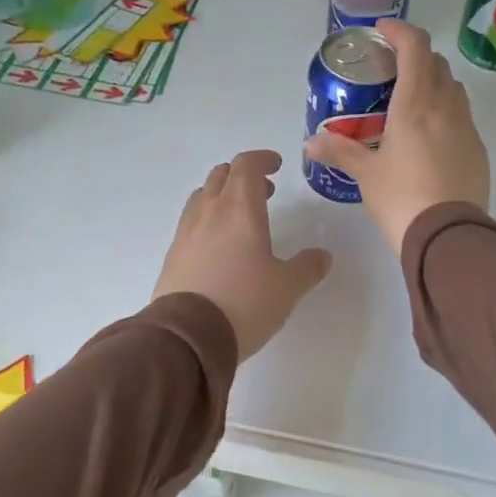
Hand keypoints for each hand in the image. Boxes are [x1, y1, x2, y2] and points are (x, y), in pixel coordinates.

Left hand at [153, 150, 332, 359]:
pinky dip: (207, 220)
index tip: (276, 165)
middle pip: (221, 175)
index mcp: (240, 209)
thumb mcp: (287, 288)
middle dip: (243, 176)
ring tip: (240, 217)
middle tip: (264, 192)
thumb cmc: (245, 303)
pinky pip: (191, 223)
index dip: (262, 159)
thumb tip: (322, 256)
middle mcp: (209, 212)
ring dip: (222, 195)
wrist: (187, 337)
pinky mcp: (172, 255)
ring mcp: (186, 233)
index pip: (247, 165)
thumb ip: (307, 267)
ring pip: (202, 196)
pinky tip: (219, 246)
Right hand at [303, 19, 490, 253]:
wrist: (449, 237)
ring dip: (433, 84)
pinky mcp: (478, 150)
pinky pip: (462, 118)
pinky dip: (445, 113)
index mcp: (415, 104)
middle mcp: (446, 107)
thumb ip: (340, 152)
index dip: (399, 30)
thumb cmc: (402, 199)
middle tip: (391, 72)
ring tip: (409, 104)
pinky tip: (429, 139)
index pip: (415, 47)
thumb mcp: (367, 175)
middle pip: (436, 64)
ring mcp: (467, 128)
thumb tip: (311, 142)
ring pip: (453, 89)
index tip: (382, 31)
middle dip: (415, 58)